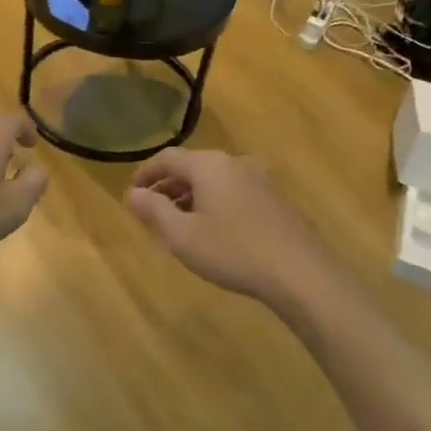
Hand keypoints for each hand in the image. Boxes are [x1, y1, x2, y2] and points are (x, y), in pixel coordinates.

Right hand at [126, 148, 328, 307]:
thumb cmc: (232, 250)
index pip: (168, 158)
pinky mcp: (273, 200)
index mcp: (209, 165)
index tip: (132, 195)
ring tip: (178, 225)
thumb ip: (153, 210)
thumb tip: (132, 194)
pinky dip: (213, 204)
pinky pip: (232, 193)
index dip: (145, 174)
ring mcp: (258, 180)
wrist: (298, 272)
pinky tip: (211, 231)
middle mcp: (234, 163)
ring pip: (213, 181)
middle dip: (168, 188)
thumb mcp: (182, 235)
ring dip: (190, 198)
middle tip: (151, 213)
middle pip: (191, 167)